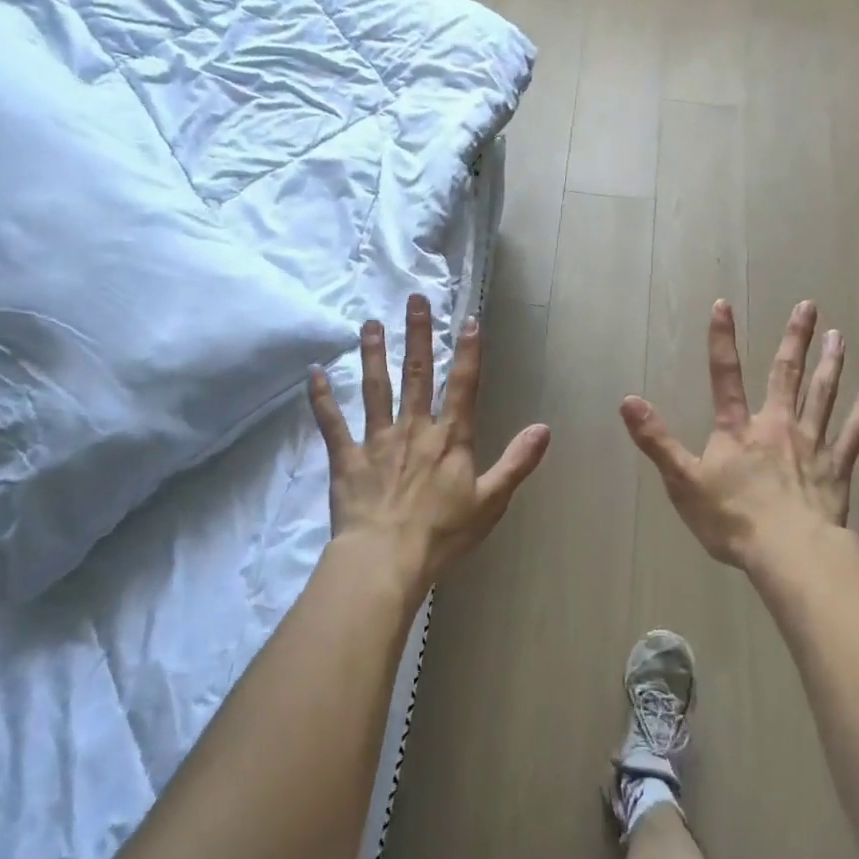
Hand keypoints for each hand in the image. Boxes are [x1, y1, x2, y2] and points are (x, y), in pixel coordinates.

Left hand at [309, 294, 549, 587]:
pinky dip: (322, 399)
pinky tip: (314, 374)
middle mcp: (414, 428)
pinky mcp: (346, 458)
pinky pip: (332, 423)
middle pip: (417, 374)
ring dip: (372, 354)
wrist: (386, 558)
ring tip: (369, 324)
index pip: (463, 386)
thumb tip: (544, 429)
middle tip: (414, 300)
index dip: (468, 352)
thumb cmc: (443, 533)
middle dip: (417, 335)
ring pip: (375, 388)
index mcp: (450, 438)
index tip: (469, 320)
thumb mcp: (491, 501)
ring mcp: (377, 440)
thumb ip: (517, 462)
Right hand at [620, 299, 858, 574]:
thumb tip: (627, 401)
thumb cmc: (732, 519)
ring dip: (830, 363)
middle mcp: (777, 426)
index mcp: (738, 429)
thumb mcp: (682, 481)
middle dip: (794, 339)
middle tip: (809, 306)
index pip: (725, 375)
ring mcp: (812, 444)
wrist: (788, 552)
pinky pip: (855, 431)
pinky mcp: (837, 466)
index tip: (724, 305)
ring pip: (823, 395)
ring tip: (837, 336)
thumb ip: (657, 441)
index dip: (721, 340)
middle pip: (785, 375)